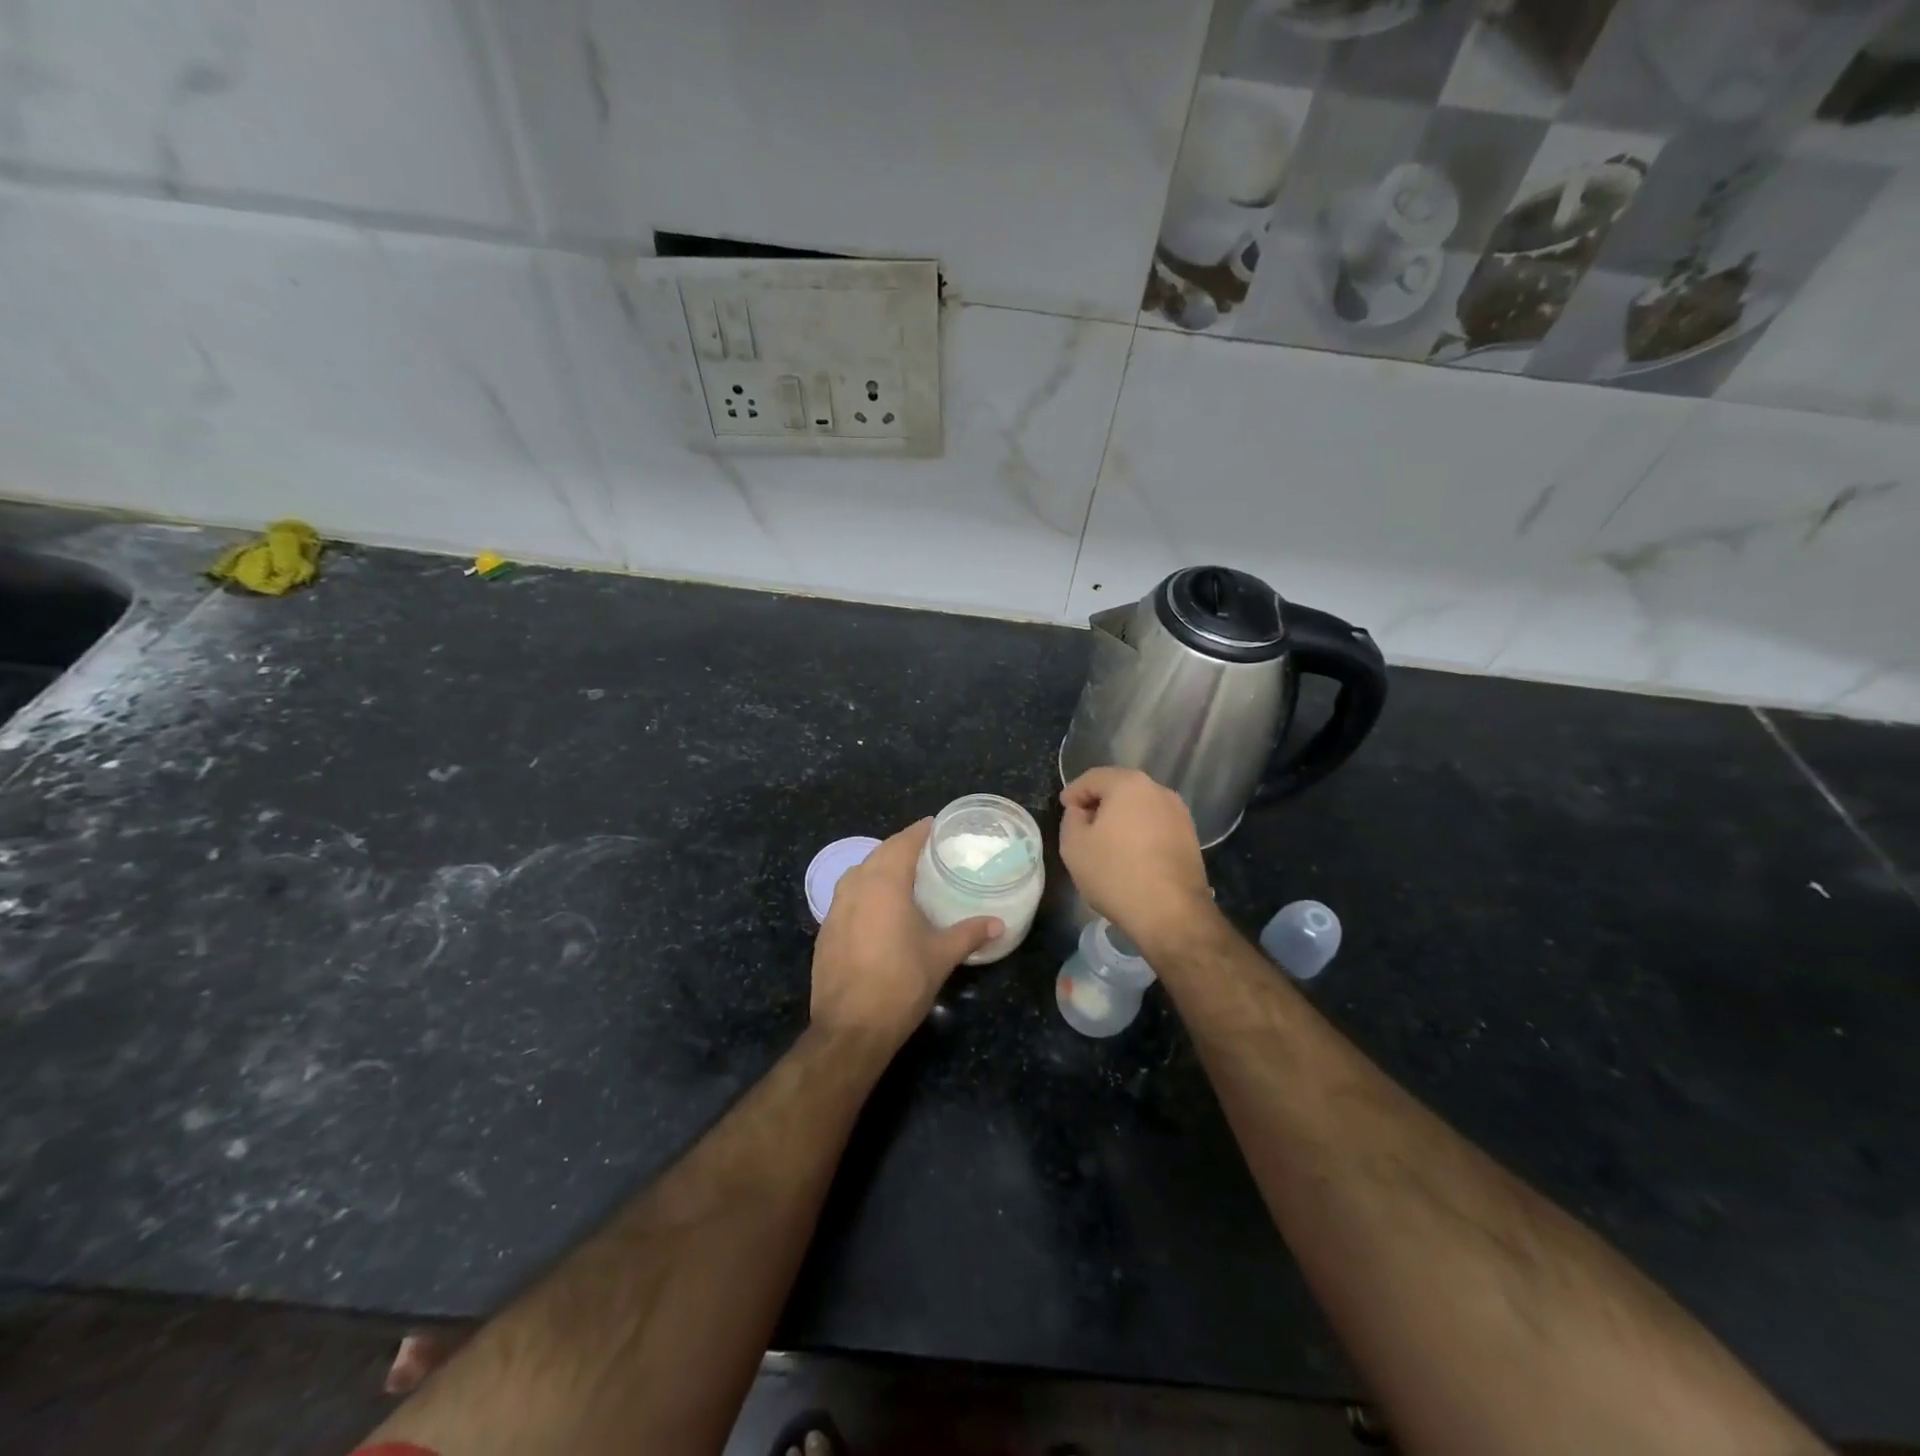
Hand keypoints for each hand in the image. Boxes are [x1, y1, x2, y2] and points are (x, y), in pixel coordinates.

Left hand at [811, 818, 1001, 1046]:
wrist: (850, 1028)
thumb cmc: (901, 984)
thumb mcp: (941, 957)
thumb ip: (969, 934)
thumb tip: (998, 923)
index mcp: (885, 884)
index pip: (903, 843)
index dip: (919, 831)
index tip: (933, 824)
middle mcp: (856, 886)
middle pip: (879, 853)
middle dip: (900, 846)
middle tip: (923, 848)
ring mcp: (835, 908)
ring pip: (859, 872)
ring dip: (879, 865)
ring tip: (901, 872)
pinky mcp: (826, 929)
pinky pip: (847, 895)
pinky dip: (864, 889)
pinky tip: (877, 906)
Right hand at [1059, 768, 1212, 943]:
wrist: (1170, 912)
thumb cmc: (1115, 873)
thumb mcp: (1074, 845)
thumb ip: (1072, 819)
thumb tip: (1082, 812)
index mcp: (1129, 785)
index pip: (1094, 778)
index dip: (1074, 791)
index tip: (1064, 808)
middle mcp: (1159, 791)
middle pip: (1121, 789)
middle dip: (1099, 802)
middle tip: (1082, 822)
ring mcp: (1180, 814)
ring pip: (1141, 807)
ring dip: (1122, 818)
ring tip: (1106, 841)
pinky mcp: (1191, 838)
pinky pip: (1156, 826)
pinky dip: (1140, 833)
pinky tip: (1130, 854)